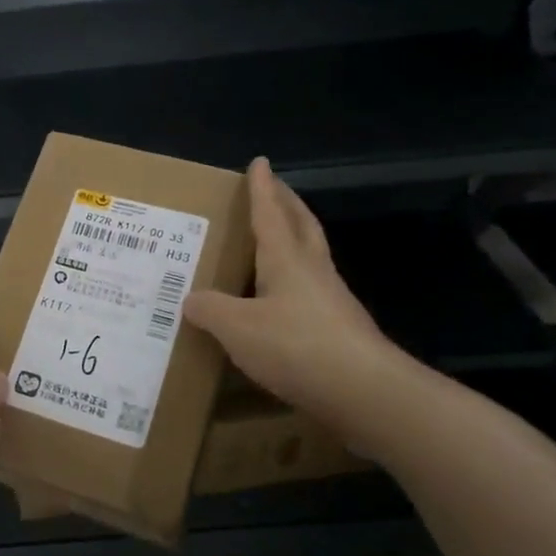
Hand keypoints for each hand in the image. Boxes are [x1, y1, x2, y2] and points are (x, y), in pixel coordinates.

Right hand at [184, 158, 419, 440]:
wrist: (364, 392)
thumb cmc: (297, 346)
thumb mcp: (238, 327)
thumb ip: (210, 309)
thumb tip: (190, 299)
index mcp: (287, 260)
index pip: (270, 214)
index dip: (262, 188)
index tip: (260, 162)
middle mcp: (313, 272)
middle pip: (301, 227)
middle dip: (287, 205)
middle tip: (274, 189)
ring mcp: (331, 302)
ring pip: (310, 258)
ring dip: (294, 240)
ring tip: (272, 241)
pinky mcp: (338, 331)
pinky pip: (309, 293)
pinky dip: (293, 282)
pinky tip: (278, 302)